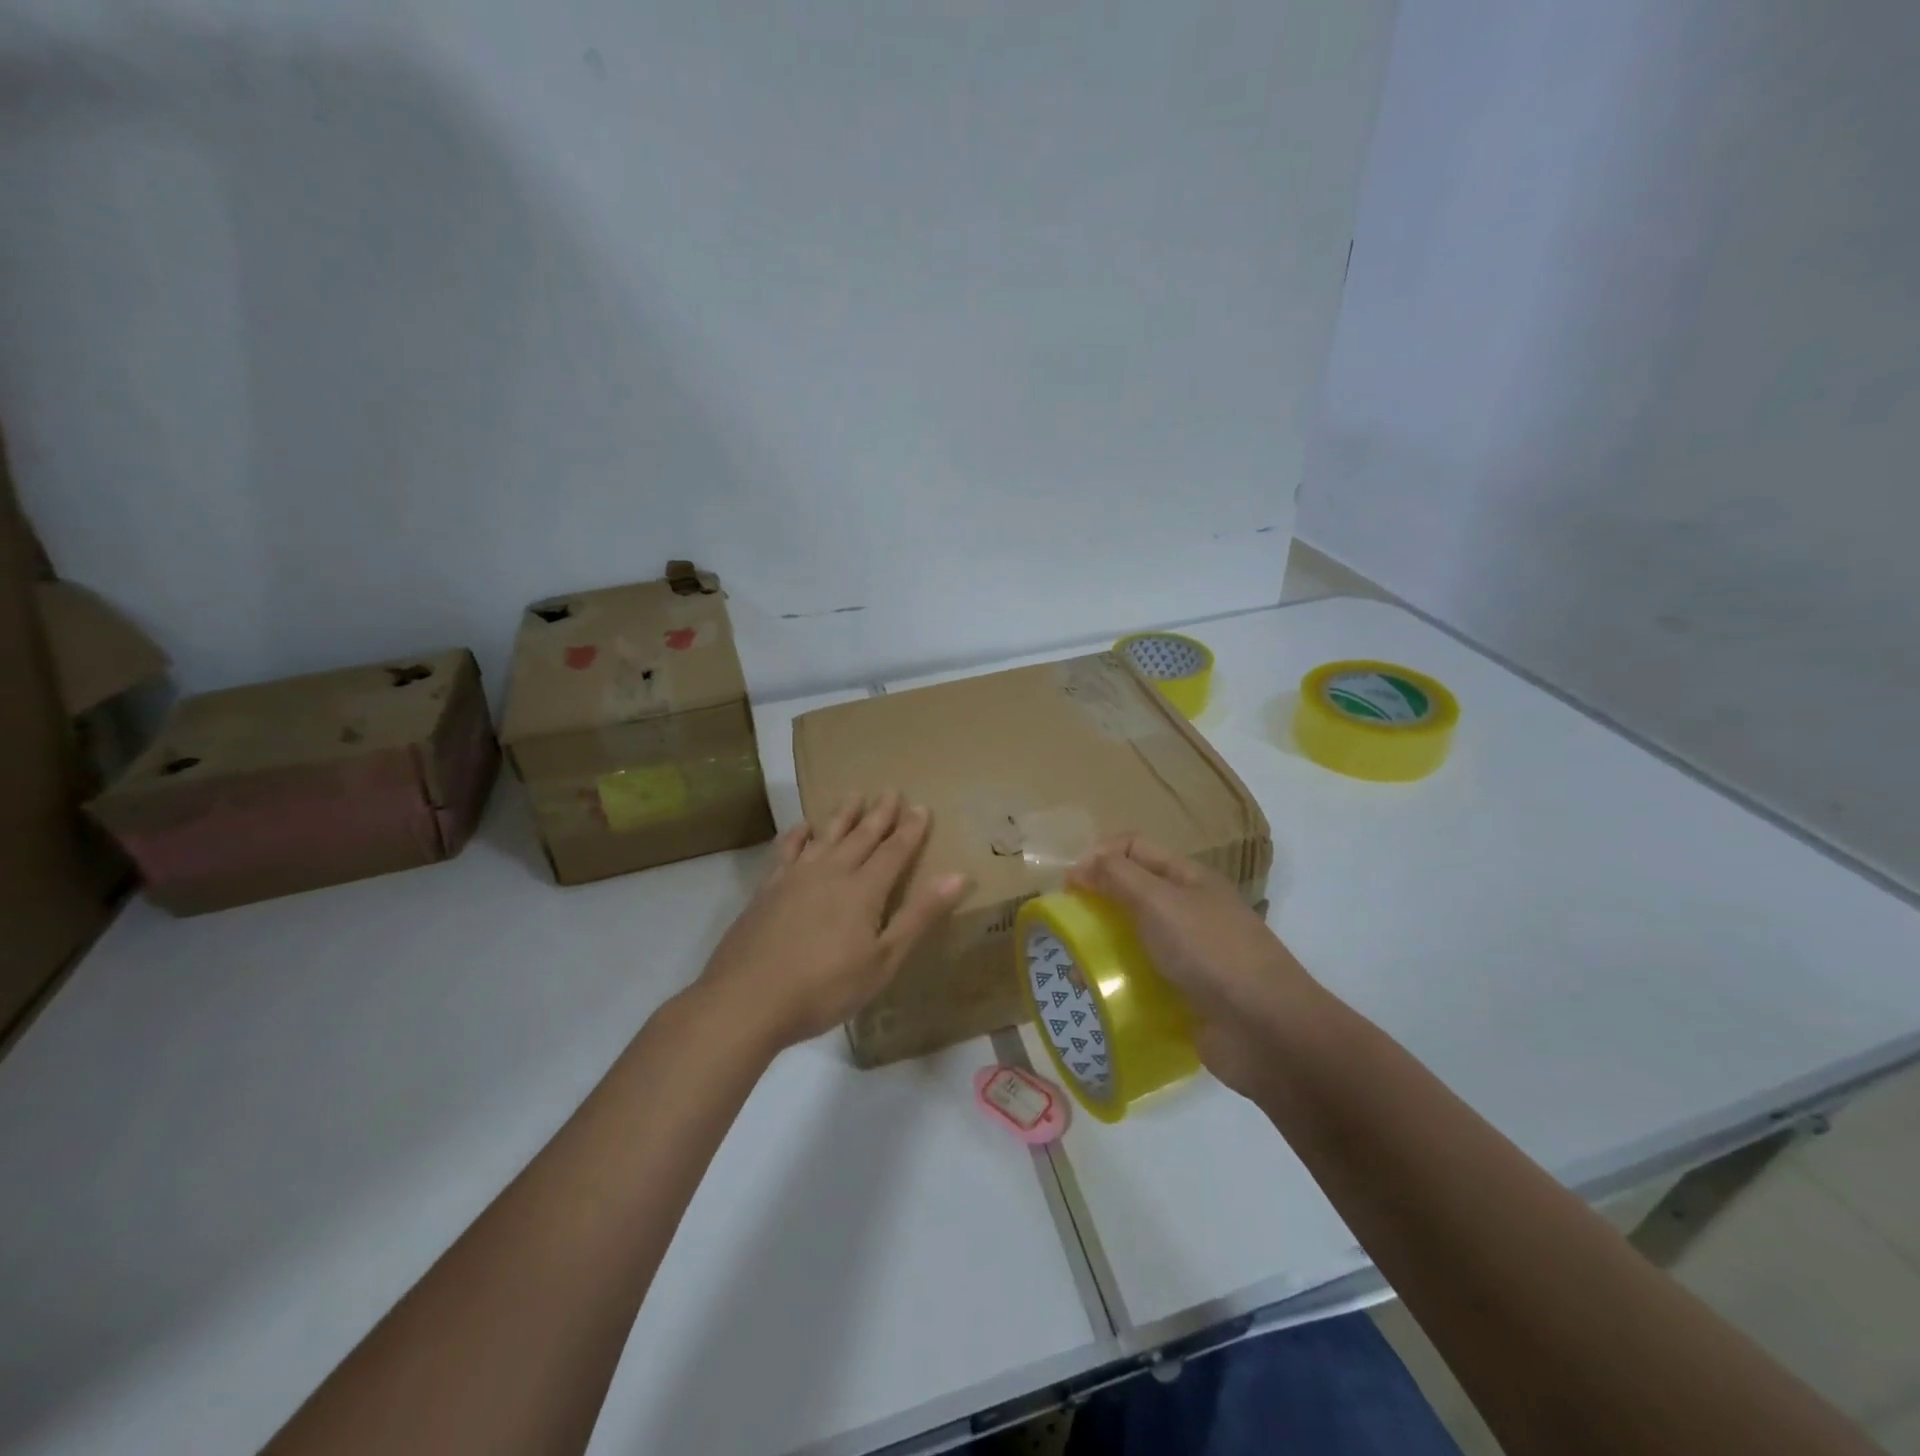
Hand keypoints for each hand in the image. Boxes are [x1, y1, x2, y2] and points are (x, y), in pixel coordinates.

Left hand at [694, 793, 969, 1051]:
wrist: (748, 999)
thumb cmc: (825, 987)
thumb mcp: (884, 960)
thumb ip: (919, 915)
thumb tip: (958, 875)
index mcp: (864, 890)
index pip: (894, 851)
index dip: (910, 830)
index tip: (921, 807)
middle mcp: (831, 872)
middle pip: (861, 836)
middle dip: (879, 814)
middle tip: (891, 790)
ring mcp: (795, 877)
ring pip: (825, 835)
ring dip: (842, 814)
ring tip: (854, 794)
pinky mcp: (767, 889)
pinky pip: (787, 850)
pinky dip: (797, 834)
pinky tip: (802, 827)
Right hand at [1066, 834, 1319, 1095]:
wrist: (1266, 1031)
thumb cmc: (1211, 952)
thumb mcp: (1160, 902)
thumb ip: (1118, 877)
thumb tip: (1081, 865)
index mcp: (1188, 878)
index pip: (1134, 848)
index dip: (1099, 856)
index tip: (1068, 885)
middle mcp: (1189, 910)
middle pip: (1133, 892)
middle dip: (1097, 902)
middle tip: (1065, 925)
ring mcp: (1191, 954)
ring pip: (1135, 938)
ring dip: (1105, 946)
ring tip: (1075, 966)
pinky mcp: (1186, 995)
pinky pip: (1144, 978)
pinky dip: (1121, 982)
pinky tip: (1099, 995)